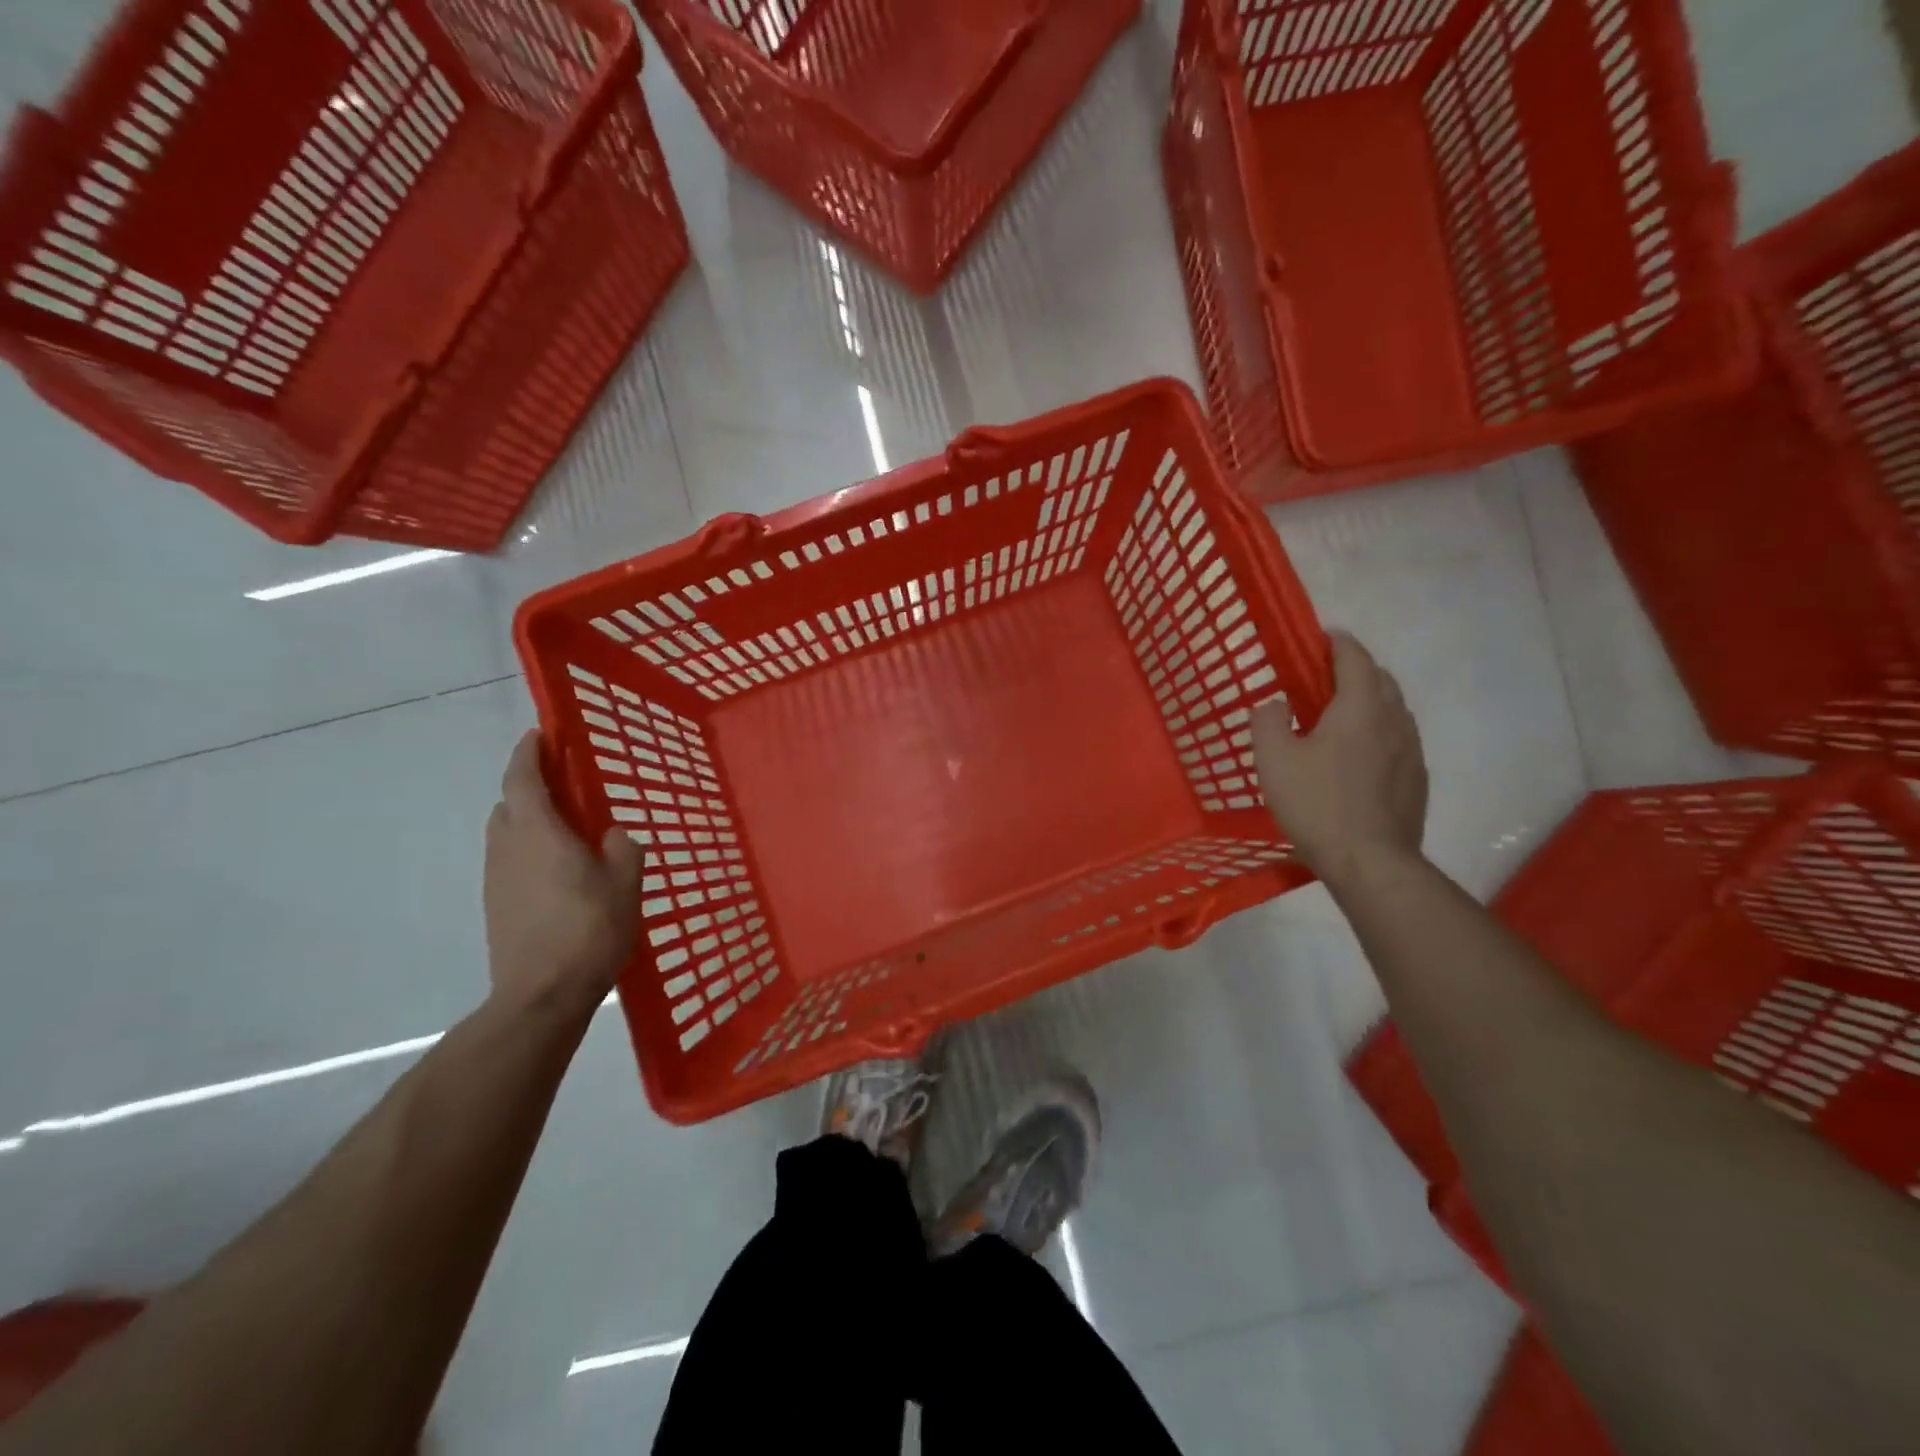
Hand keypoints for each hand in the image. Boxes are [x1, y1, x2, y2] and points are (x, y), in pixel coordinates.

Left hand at [484, 730, 642, 1012]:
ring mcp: (497, 880)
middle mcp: (508, 848)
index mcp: (538, 833)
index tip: (539, 735)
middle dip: (531, 789)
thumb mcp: (625, 883)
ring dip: (530, 823)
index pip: (522, 779)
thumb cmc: (588, 929)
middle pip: (509, 805)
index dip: (528, 753)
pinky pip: (511, 863)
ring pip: (508, 835)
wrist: (540, 995)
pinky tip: (561, 875)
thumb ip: (622, 848)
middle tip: (566, 788)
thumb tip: (610, 836)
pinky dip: (530, 853)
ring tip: (569, 834)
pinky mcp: (496, 906)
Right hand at [1253, 631, 1427, 880]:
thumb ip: (1267, 721)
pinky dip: (1378, 730)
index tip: (1321, 636)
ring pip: (1393, 709)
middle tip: (1323, 678)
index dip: (1337, 642)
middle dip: (1355, 669)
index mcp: (1360, 707)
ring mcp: (1411, 750)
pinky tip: (1358, 755)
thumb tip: (1274, 703)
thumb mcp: (1273, 759)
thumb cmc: (1317, 803)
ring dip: (1369, 700)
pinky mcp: (1416, 778)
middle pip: (1380, 679)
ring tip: (1340, 715)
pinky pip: (1398, 738)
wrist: (1370, 861)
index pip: (1354, 657)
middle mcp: (1394, 720)